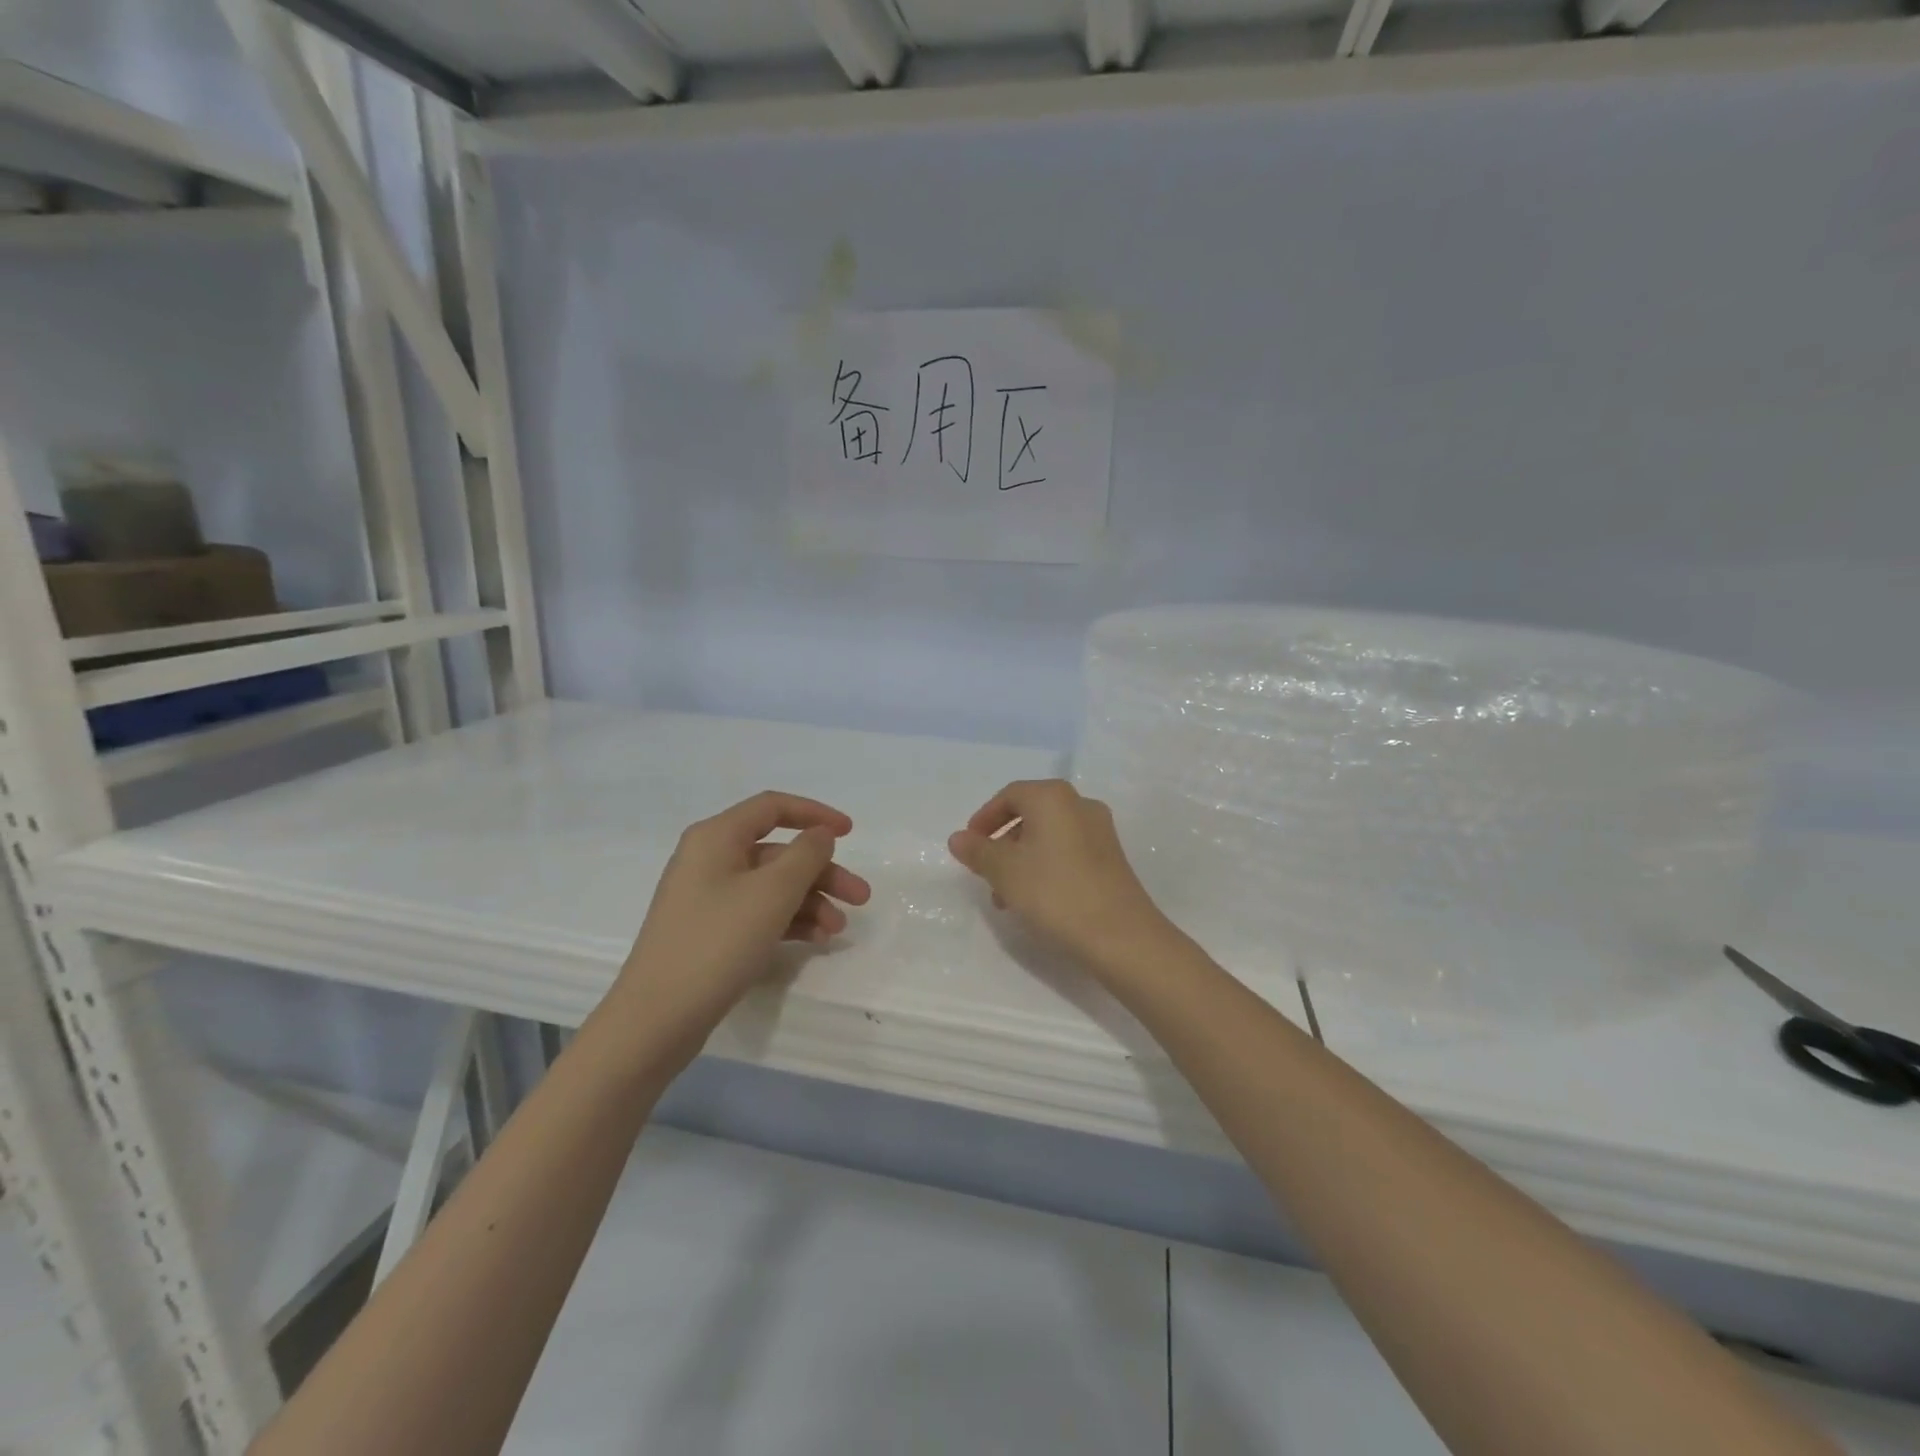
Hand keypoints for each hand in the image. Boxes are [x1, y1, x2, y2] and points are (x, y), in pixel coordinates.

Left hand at [620, 791, 871, 1024]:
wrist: (656, 1019)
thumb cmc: (717, 943)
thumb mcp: (772, 893)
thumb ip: (806, 855)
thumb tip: (820, 835)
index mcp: (716, 837)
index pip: (773, 807)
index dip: (815, 814)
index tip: (850, 833)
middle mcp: (710, 859)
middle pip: (778, 852)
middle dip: (822, 872)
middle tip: (861, 897)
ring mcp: (708, 897)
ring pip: (772, 886)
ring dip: (811, 901)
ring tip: (839, 930)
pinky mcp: (710, 931)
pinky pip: (759, 912)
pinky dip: (789, 921)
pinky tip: (816, 940)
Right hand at [948, 779, 1173, 969]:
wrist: (1120, 936)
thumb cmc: (1054, 893)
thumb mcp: (1005, 871)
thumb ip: (978, 851)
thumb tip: (958, 838)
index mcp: (1053, 797)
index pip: (1009, 795)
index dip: (984, 818)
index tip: (969, 846)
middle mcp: (1080, 804)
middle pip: (1030, 815)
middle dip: (1002, 843)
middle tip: (985, 873)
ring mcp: (1100, 831)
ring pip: (1048, 837)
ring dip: (1021, 860)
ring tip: (1006, 898)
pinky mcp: (1111, 858)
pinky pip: (1067, 852)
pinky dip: (1045, 867)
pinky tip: (1035, 901)